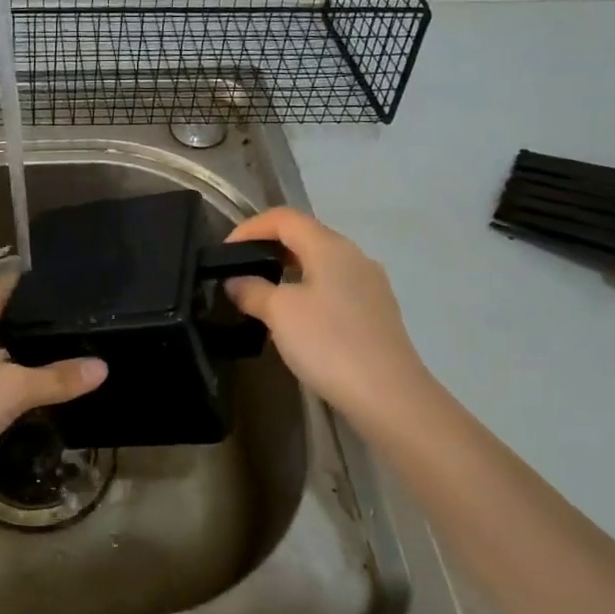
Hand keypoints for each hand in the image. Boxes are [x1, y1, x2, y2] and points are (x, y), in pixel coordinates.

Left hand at [0, 274, 106, 472]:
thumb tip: (102, 367)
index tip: (60, 286)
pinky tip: (17, 389)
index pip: (1, 287)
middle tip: (64, 323)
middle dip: (24, 321)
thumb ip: (58, 378)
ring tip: (49, 354)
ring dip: (10, 350)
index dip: (28, 285)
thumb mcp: (17, 390)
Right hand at [224, 207, 427, 422]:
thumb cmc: (329, 343)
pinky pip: (334, 288)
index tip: (225, 252)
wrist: (388, 395)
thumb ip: (253, 291)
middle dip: (269, 248)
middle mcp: (354, 257)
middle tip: (240, 271)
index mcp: (330, 247)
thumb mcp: (279, 313)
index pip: (284, 218)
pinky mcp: (376, 313)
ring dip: (288, 272)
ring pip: (321, 264)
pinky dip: (308, 292)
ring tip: (262, 295)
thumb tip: (237, 281)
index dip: (250, 228)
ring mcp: (370, 285)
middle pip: (305, 237)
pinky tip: (296, 321)